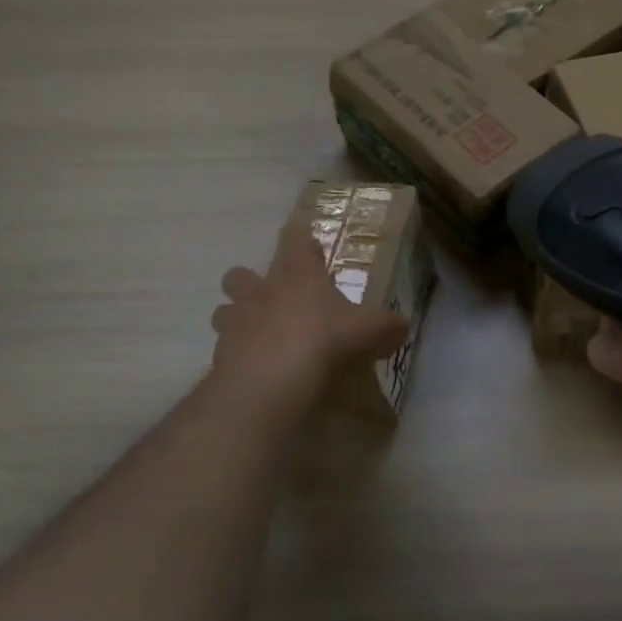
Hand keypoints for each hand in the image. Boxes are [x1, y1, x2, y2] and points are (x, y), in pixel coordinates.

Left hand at [210, 222, 411, 398]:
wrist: (270, 381)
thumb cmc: (323, 339)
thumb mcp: (369, 331)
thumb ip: (387, 326)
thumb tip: (401, 327)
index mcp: (297, 273)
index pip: (293, 239)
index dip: (299, 239)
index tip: (307, 245)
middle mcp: (261, 290)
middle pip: (240, 273)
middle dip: (250, 281)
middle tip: (273, 299)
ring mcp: (235, 321)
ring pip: (225, 310)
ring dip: (237, 318)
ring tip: (259, 336)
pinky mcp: (220, 355)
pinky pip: (225, 348)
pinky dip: (237, 356)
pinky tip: (256, 370)